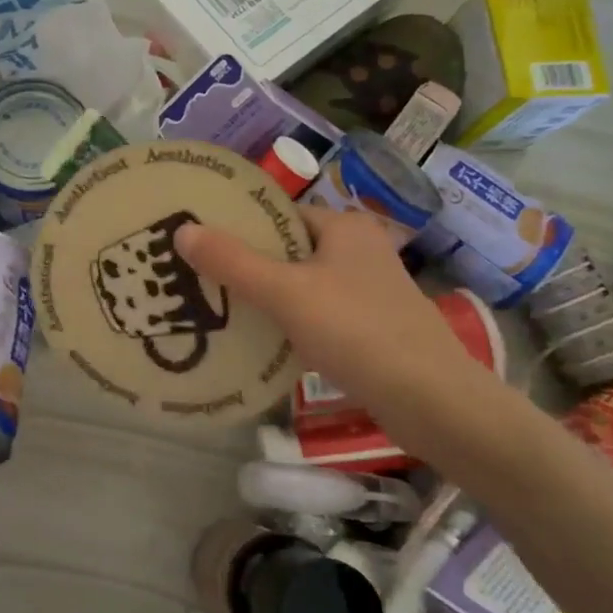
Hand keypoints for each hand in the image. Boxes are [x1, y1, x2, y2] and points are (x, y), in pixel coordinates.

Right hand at [175, 206, 490, 411]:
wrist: (429, 399)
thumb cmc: (356, 330)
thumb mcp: (286, 292)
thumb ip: (233, 262)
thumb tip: (182, 231)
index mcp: (345, 226)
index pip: (279, 213)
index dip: (239, 224)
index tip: (199, 240)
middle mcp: (359, 250)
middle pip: (288, 249)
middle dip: (246, 263)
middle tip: (198, 276)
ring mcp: (367, 290)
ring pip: (300, 284)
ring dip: (264, 295)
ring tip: (217, 307)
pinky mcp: (369, 327)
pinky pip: (315, 314)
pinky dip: (287, 322)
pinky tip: (258, 340)